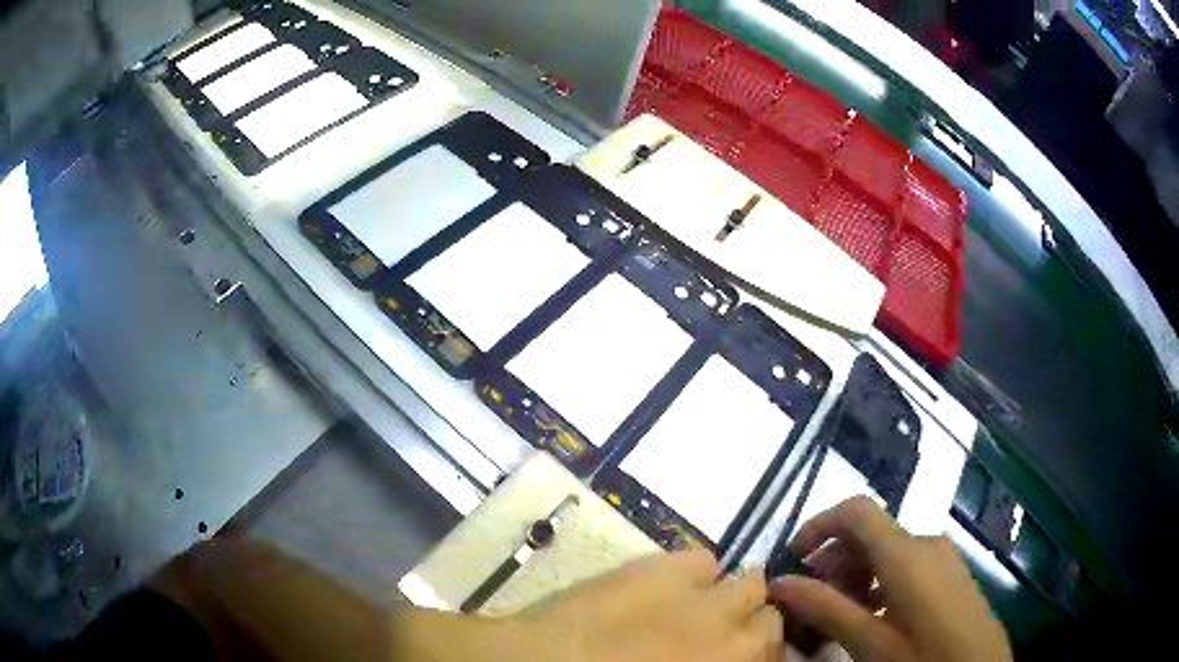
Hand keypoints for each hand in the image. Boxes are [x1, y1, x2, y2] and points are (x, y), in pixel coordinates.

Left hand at [510, 549, 782, 661]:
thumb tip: (715, 654)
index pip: (770, 655)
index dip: (757, 653)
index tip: (738, 654)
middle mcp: (733, 640)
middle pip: (771, 622)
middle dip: (753, 624)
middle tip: (719, 630)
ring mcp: (705, 602)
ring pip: (751, 584)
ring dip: (733, 594)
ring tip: (699, 602)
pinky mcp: (669, 569)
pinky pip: (705, 559)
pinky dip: (695, 570)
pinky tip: (667, 582)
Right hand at [769, 497, 1011, 661]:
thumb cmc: (923, 657)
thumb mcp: (869, 642)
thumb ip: (825, 609)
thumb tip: (779, 583)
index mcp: (906, 554)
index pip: (857, 511)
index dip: (820, 525)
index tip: (794, 559)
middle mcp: (926, 543)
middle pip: (871, 533)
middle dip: (835, 560)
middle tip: (813, 601)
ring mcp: (943, 557)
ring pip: (889, 551)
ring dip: (856, 575)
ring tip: (840, 614)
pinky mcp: (951, 573)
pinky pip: (908, 565)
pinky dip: (880, 582)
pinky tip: (873, 617)